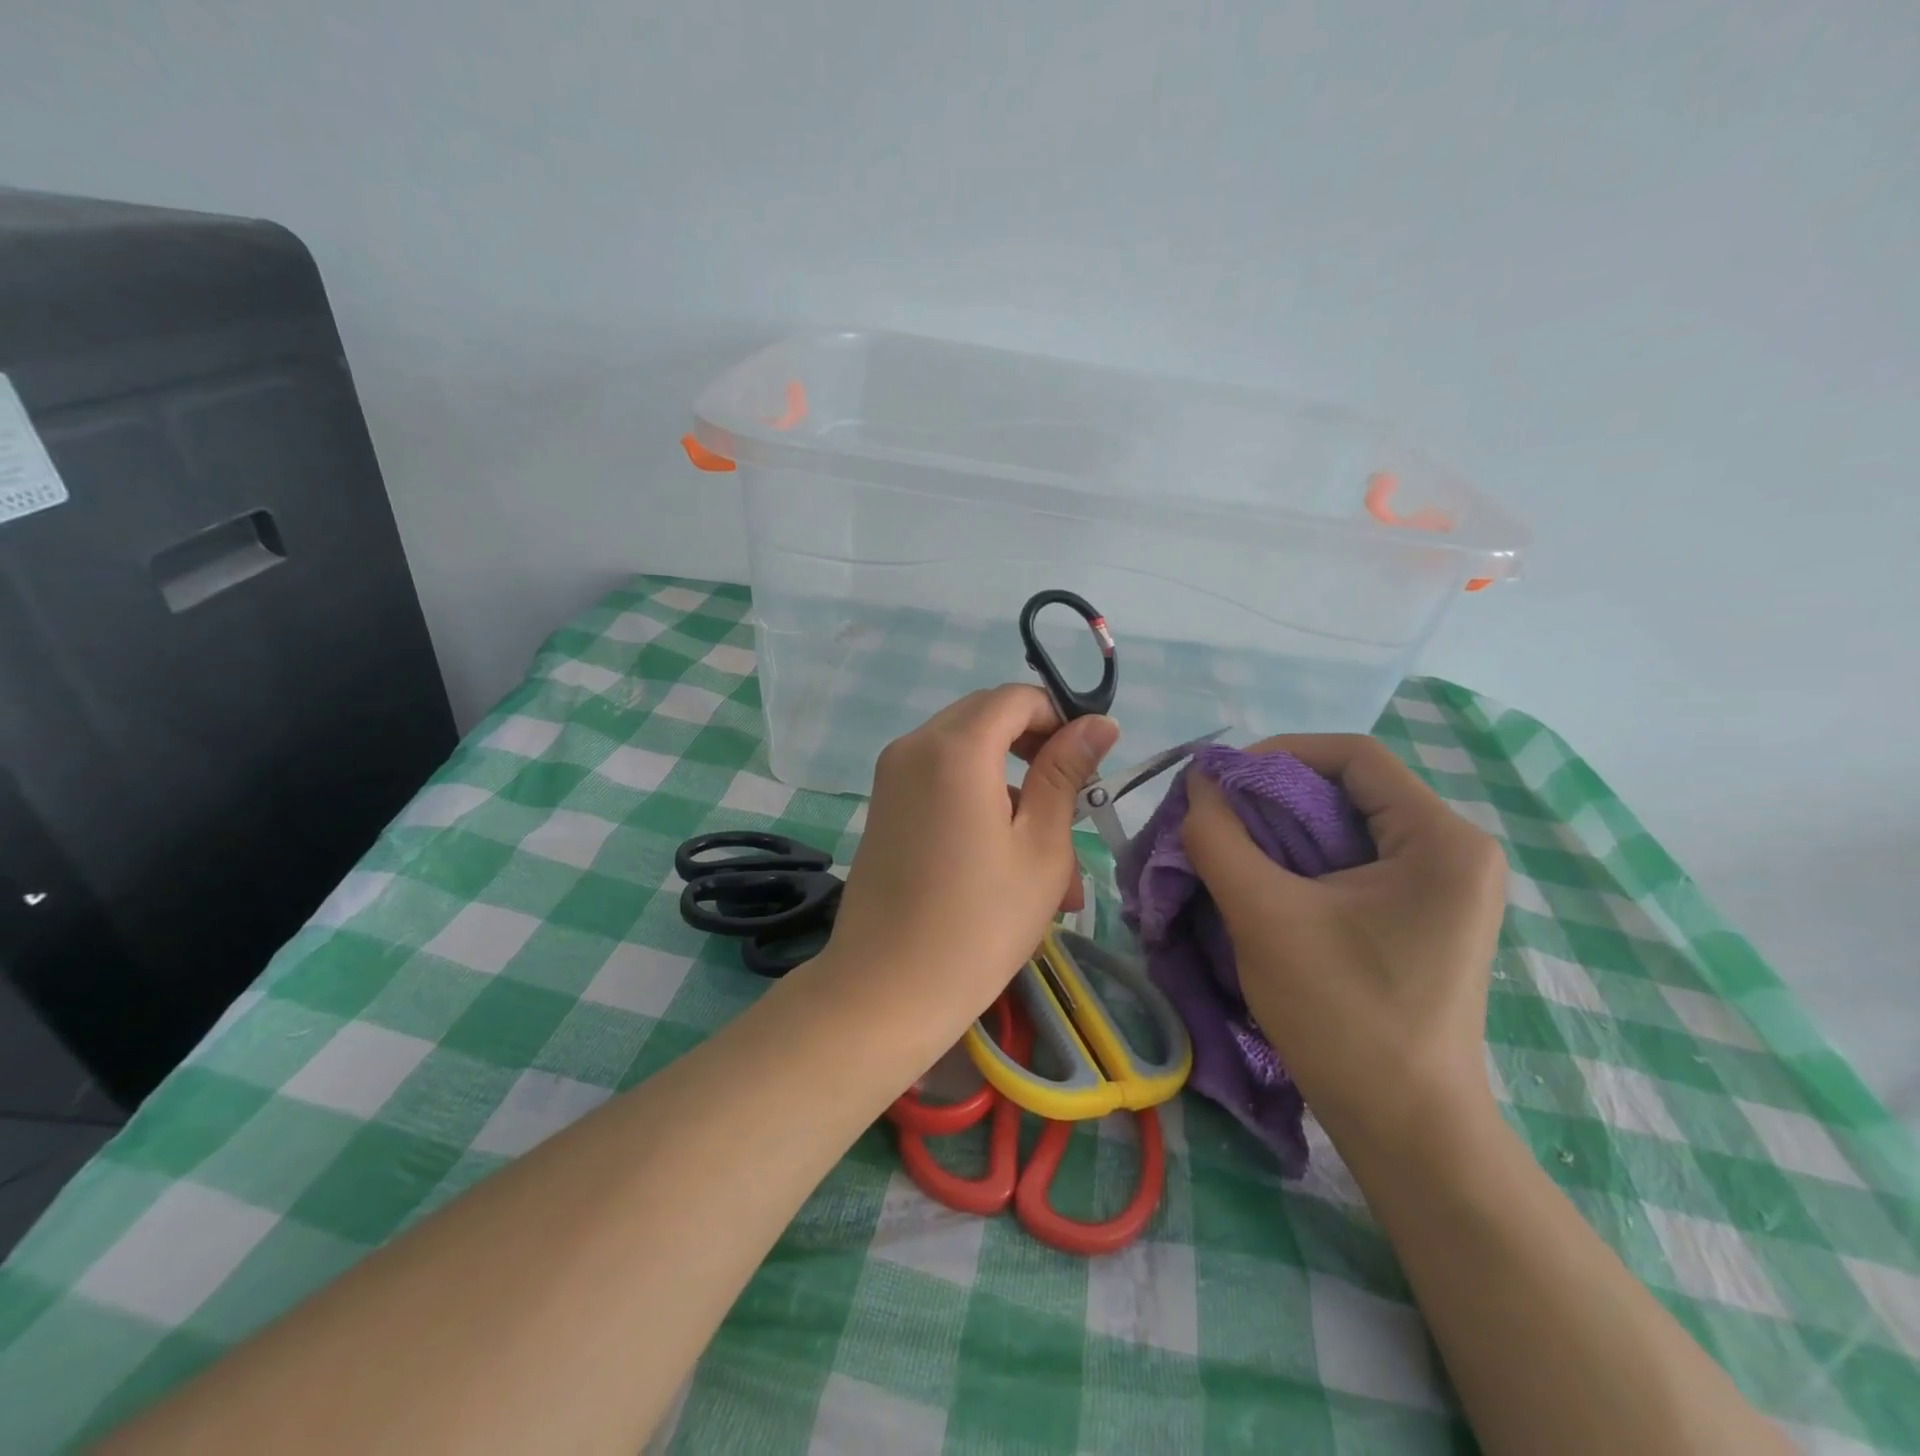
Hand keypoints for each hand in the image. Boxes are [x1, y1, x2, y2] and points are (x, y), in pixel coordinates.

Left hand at [820, 686, 1118, 1037]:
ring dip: (1014, 791)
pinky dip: (980, 805)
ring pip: (968, 757)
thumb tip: (1098, 723)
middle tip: (1074, 805)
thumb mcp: (1041, 848)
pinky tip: (1010, 867)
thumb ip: (1065, 774)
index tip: (1090, 761)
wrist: (885, 991)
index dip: (1059, 717)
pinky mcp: (885, 806)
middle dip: (1036, 752)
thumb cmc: (979, 923)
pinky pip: (942, 783)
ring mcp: (892, 777)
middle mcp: (915, 747)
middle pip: (988, 720)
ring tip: (1057, 868)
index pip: (1016, 698)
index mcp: (955, 748)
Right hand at [1181, 734, 1506, 1156]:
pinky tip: (1263, 881)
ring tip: (1229, 846)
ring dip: (1282, 829)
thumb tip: (1198, 783)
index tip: (1220, 780)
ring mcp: (1443, 888)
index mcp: (1441, 840)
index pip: (1355, 757)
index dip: (1279, 753)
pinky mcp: (1422, 916)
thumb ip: (1219, 838)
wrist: (1406, 1129)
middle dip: (1274, 795)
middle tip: (1215, 814)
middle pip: (1351, 789)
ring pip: (1347, 826)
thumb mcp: (1264, 915)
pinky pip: (1354, 862)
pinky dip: (1302, 860)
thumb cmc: (1343, 1015)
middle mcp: (1455, 852)